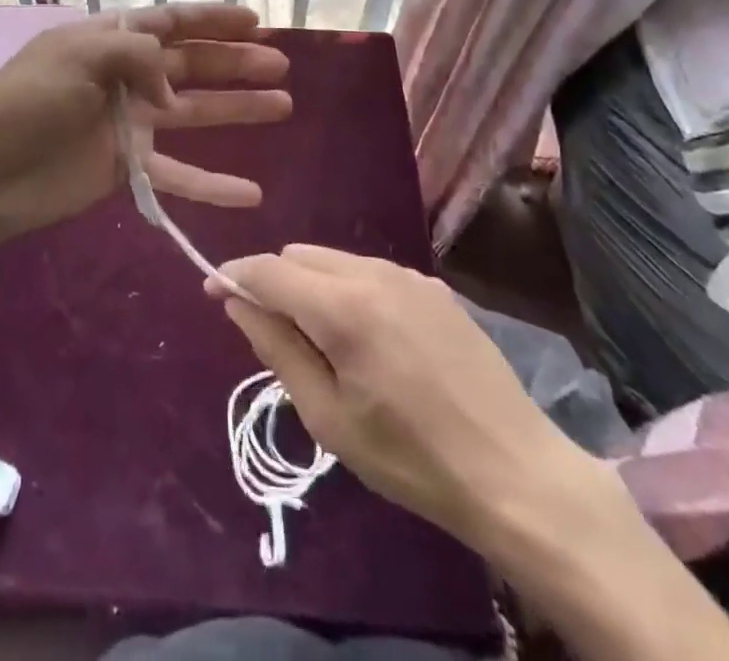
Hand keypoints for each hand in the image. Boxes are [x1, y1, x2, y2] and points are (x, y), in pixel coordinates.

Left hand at [0, 4, 290, 242]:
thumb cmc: (27, 102)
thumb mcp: (78, 56)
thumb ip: (137, 56)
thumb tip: (172, 90)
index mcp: (110, 40)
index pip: (171, 21)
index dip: (213, 19)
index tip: (256, 21)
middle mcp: (125, 76)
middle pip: (191, 64)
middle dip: (235, 63)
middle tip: (280, 65)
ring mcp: (129, 123)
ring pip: (195, 113)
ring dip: (237, 109)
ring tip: (283, 105)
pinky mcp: (128, 167)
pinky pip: (179, 174)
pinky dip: (213, 183)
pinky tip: (250, 192)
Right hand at [207, 245, 604, 554]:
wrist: (516, 472)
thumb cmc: (411, 458)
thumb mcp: (328, 418)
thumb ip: (276, 349)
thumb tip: (237, 302)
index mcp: (342, 306)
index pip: (268, 269)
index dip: (234, 276)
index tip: (213, 292)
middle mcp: (372, 272)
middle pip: (299, 256)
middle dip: (275, 282)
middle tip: (276, 335)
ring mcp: (408, 274)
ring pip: (334, 259)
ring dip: (312, 285)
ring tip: (325, 342)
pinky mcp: (435, 286)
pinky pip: (371, 271)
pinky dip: (349, 290)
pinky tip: (371, 339)